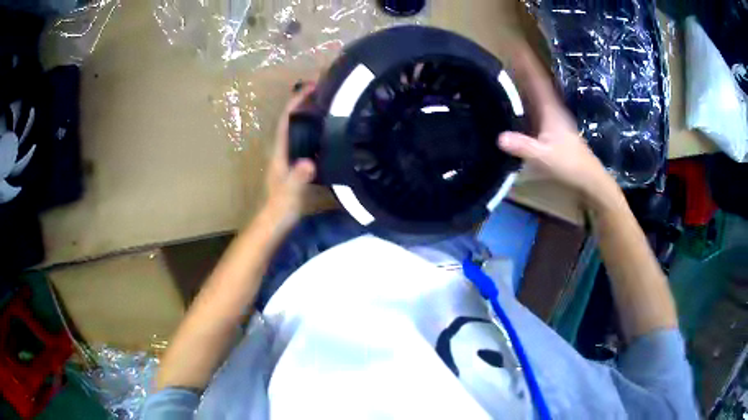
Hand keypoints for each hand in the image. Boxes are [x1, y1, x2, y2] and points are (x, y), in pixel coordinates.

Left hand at [264, 82, 316, 228]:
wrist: (274, 221)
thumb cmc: (281, 206)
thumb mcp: (291, 192)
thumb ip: (299, 178)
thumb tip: (309, 163)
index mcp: (279, 151)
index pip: (285, 120)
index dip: (296, 101)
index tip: (311, 87)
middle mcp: (281, 149)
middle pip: (290, 119)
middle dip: (303, 102)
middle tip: (324, 91)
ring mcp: (286, 156)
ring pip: (296, 128)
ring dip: (307, 114)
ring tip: (326, 104)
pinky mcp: (293, 163)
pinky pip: (302, 139)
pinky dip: (311, 129)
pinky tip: (325, 131)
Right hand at [498, 47, 621, 211]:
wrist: (588, 176)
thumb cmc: (569, 164)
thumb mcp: (544, 157)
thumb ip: (524, 147)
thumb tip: (499, 137)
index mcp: (550, 109)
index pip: (537, 80)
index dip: (526, 62)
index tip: (515, 46)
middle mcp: (552, 108)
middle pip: (537, 81)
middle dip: (523, 66)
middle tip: (507, 53)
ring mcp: (554, 117)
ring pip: (538, 92)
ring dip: (526, 79)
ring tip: (510, 68)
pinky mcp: (553, 126)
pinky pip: (538, 104)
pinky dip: (529, 95)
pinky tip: (520, 97)